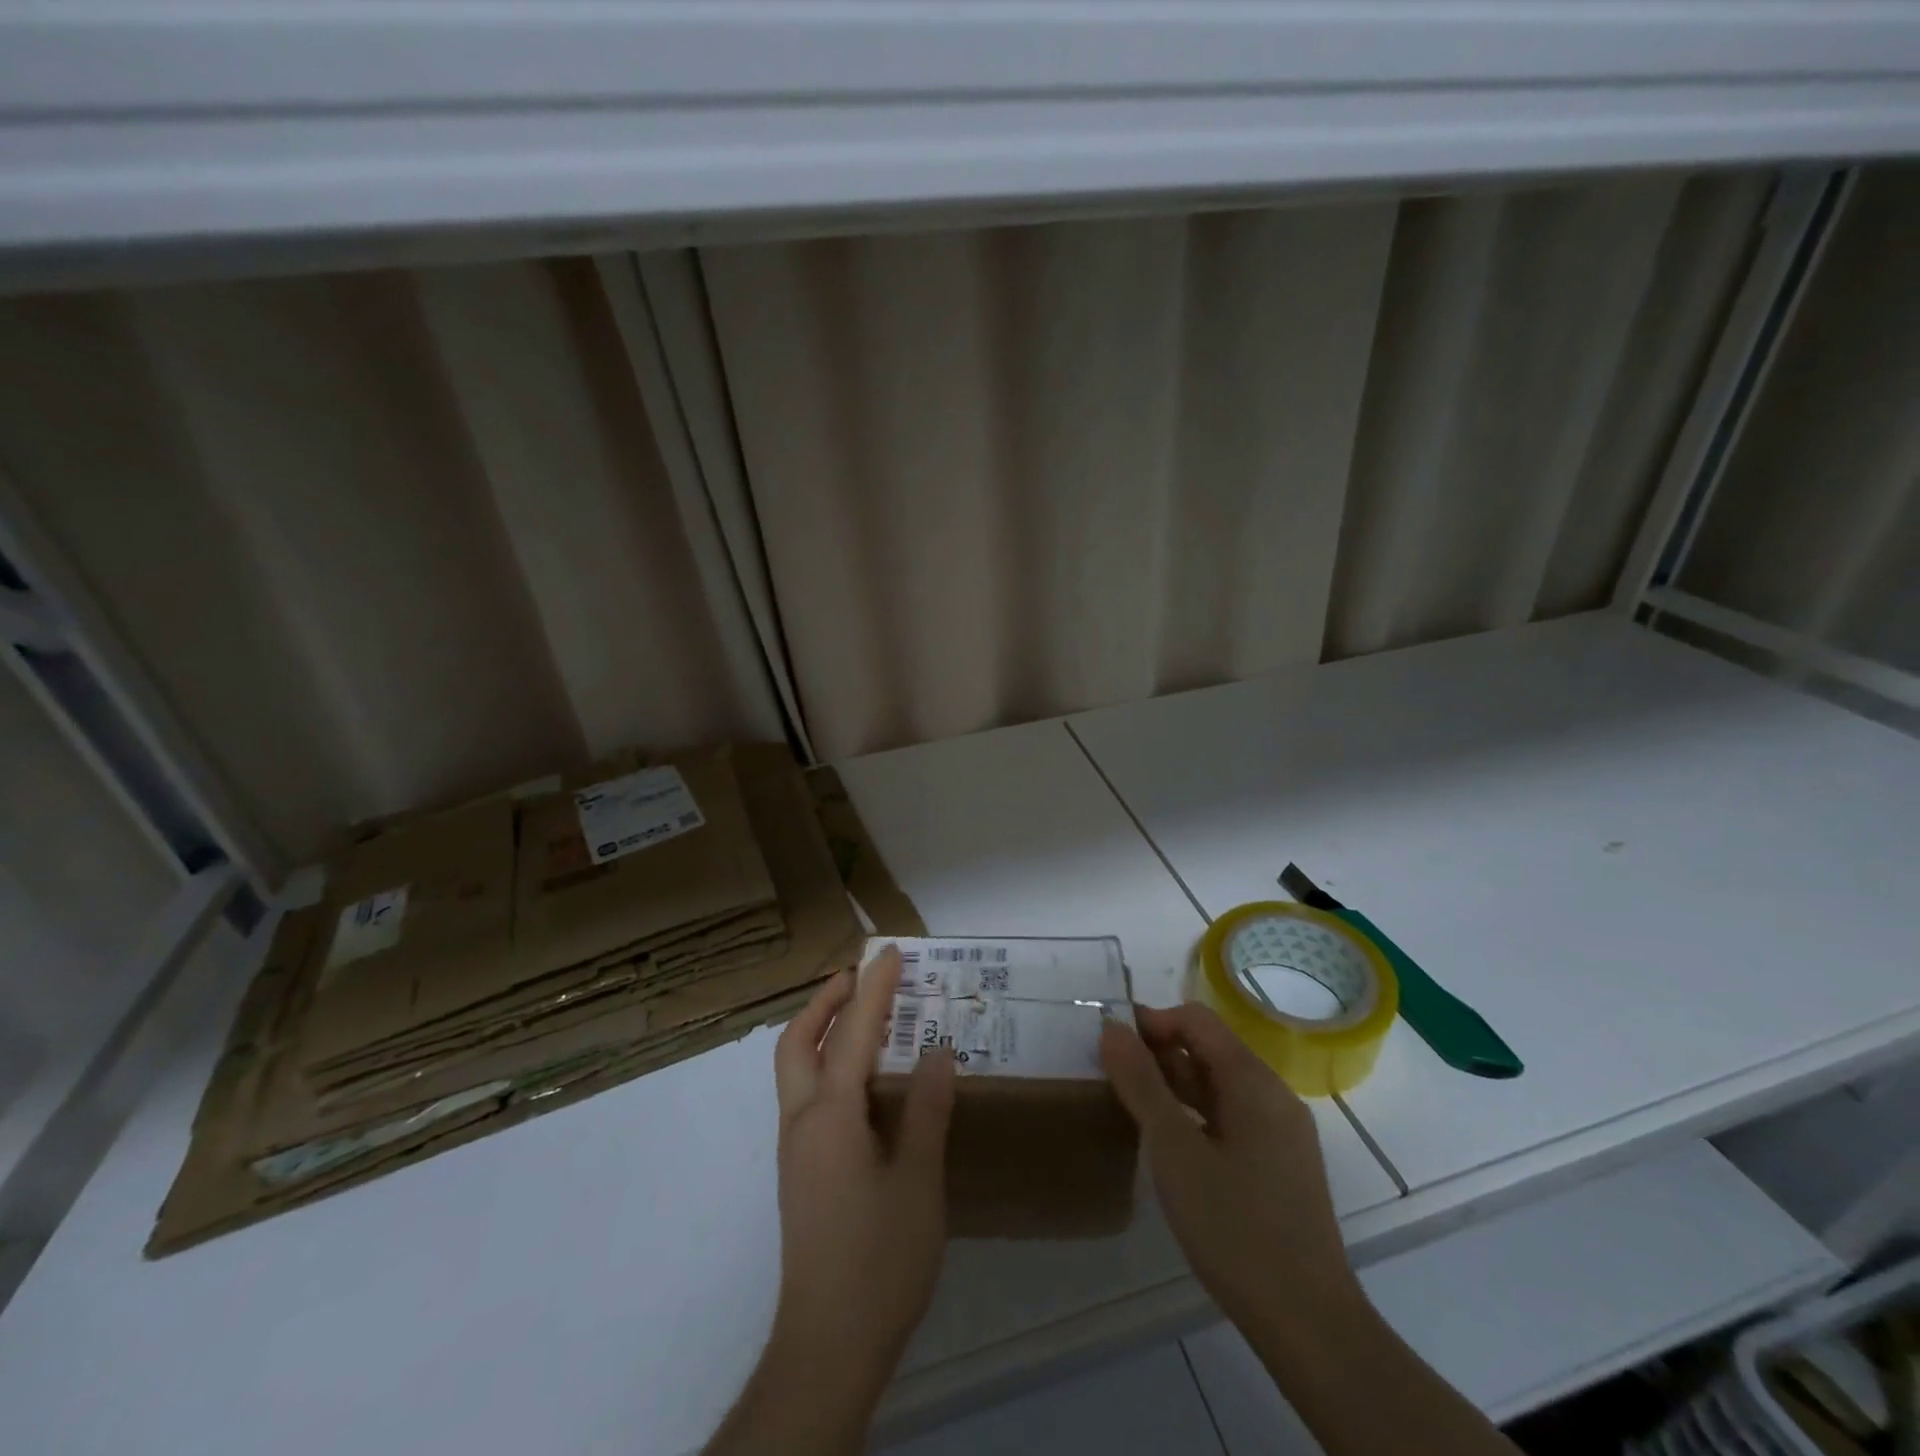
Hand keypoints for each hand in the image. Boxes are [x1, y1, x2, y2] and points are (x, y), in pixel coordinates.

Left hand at [771, 946, 956, 1374]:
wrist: (828, 1345)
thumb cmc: (879, 1259)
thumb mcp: (918, 1180)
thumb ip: (926, 1110)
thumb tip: (937, 1052)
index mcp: (831, 1115)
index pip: (852, 1033)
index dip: (873, 989)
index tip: (890, 953)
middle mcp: (802, 1122)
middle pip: (797, 1042)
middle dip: (824, 1001)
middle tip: (859, 978)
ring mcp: (796, 1149)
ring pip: (796, 1069)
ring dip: (821, 1031)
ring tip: (863, 1018)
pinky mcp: (801, 1173)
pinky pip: (808, 1096)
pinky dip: (827, 1065)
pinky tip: (864, 1083)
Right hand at [1099, 1003, 1360, 1340]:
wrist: (1308, 1323)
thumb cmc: (1234, 1227)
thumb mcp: (1173, 1149)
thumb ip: (1140, 1083)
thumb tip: (1112, 1027)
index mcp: (1254, 1081)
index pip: (1197, 1020)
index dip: (1152, 1022)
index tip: (1112, 1046)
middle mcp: (1274, 1095)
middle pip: (1210, 1049)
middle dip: (1160, 1053)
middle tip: (1114, 1078)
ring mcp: (1282, 1133)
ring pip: (1220, 1086)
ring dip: (1175, 1085)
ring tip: (1133, 1108)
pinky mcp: (1281, 1166)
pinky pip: (1232, 1118)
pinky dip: (1196, 1115)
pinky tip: (1171, 1145)